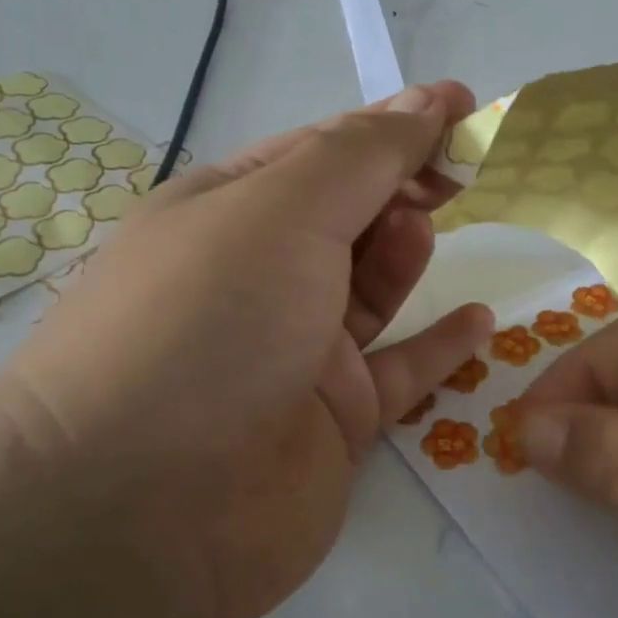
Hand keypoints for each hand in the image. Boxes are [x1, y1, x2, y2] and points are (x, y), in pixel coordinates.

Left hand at [0, 84, 492, 617]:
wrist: (139, 514)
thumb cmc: (206, 326)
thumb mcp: (281, 211)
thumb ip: (361, 157)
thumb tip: (424, 104)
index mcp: (227, 212)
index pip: (321, 150)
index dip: (393, 124)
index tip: (464, 108)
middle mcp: (257, 277)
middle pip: (347, 215)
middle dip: (402, 185)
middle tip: (460, 174)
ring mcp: (293, 351)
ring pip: (370, 289)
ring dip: (405, 253)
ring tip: (428, 233)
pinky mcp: (330, 420)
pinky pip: (397, 371)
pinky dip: (437, 345)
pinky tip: (478, 321)